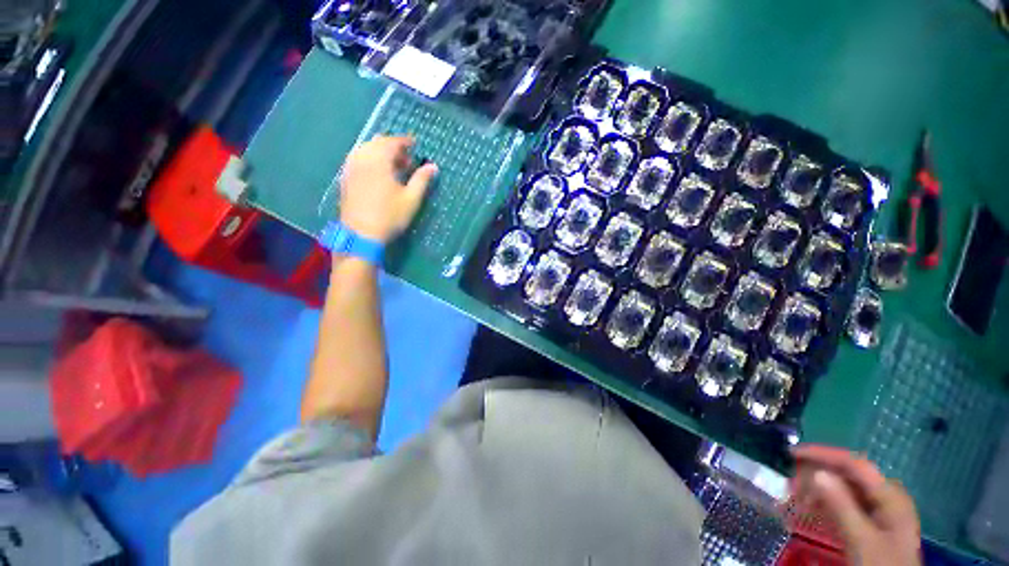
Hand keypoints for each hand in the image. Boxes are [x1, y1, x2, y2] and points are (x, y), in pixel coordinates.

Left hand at [339, 135, 438, 242]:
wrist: (361, 234)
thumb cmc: (390, 216)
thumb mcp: (411, 199)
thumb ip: (421, 180)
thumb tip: (433, 166)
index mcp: (378, 161)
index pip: (391, 142)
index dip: (404, 141)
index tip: (415, 144)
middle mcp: (362, 158)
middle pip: (377, 143)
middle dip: (393, 147)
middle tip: (406, 160)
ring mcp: (351, 168)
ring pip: (365, 150)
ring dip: (380, 153)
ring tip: (393, 167)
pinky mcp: (346, 178)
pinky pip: (357, 159)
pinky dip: (369, 159)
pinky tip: (378, 174)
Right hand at [791, 445, 921, 565]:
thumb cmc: (880, 564)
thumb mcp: (861, 539)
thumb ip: (841, 505)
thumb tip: (816, 472)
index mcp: (890, 495)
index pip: (854, 464)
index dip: (823, 455)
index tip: (792, 453)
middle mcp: (887, 497)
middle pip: (848, 476)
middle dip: (818, 476)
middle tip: (791, 482)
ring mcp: (881, 512)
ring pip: (845, 491)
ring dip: (819, 492)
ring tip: (796, 499)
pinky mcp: (873, 525)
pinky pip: (846, 506)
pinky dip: (826, 505)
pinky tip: (810, 511)